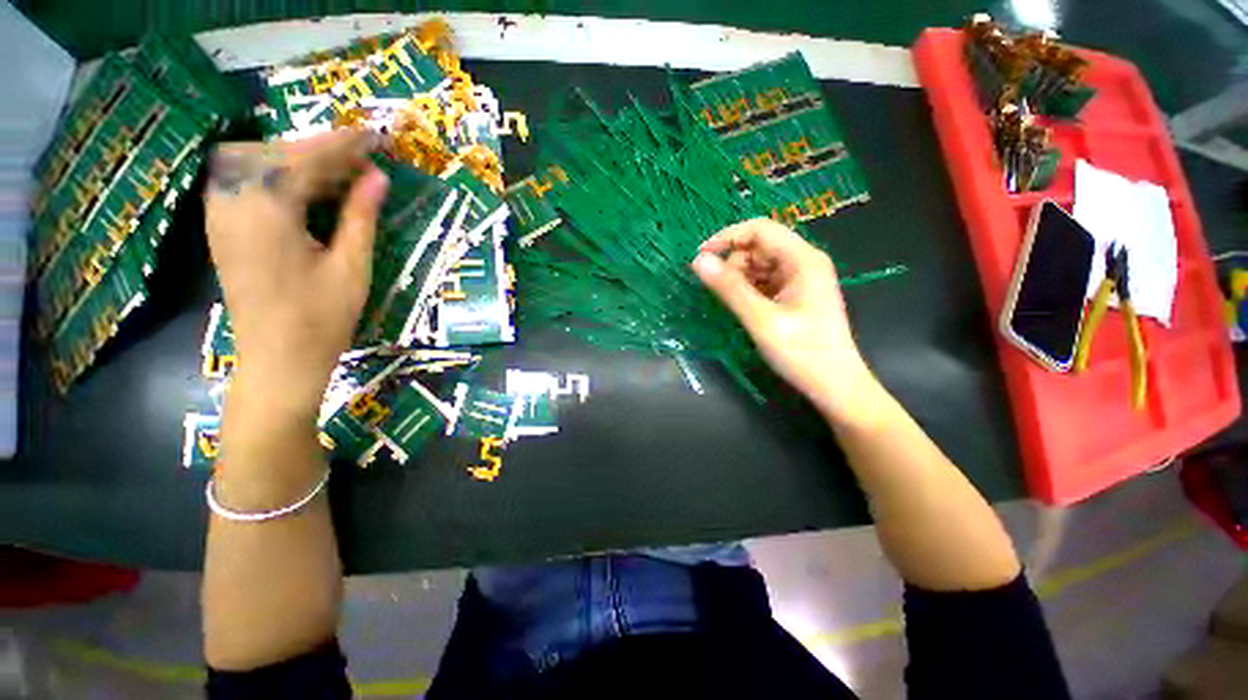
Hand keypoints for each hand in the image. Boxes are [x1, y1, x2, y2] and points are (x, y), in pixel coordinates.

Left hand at [204, 130, 388, 414]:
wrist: (277, 361)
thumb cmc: (321, 320)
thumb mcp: (351, 268)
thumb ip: (360, 217)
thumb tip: (377, 178)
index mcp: (266, 214)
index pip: (304, 159)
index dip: (343, 145)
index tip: (375, 137)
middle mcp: (233, 204)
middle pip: (273, 153)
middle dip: (319, 150)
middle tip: (361, 162)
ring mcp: (222, 216)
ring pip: (255, 164)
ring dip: (299, 161)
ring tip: (341, 174)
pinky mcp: (224, 228)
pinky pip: (247, 184)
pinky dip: (280, 177)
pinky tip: (308, 191)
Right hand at [692, 218, 880, 421]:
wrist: (834, 385)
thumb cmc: (802, 353)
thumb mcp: (761, 320)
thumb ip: (730, 288)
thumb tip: (698, 261)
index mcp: (802, 260)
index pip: (760, 229)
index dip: (727, 238)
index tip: (700, 258)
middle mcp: (803, 262)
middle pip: (759, 246)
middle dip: (733, 263)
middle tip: (720, 293)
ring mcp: (800, 278)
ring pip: (759, 264)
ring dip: (739, 278)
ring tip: (735, 305)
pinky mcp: (794, 294)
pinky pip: (764, 281)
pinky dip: (748, 290)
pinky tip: (745, 308)